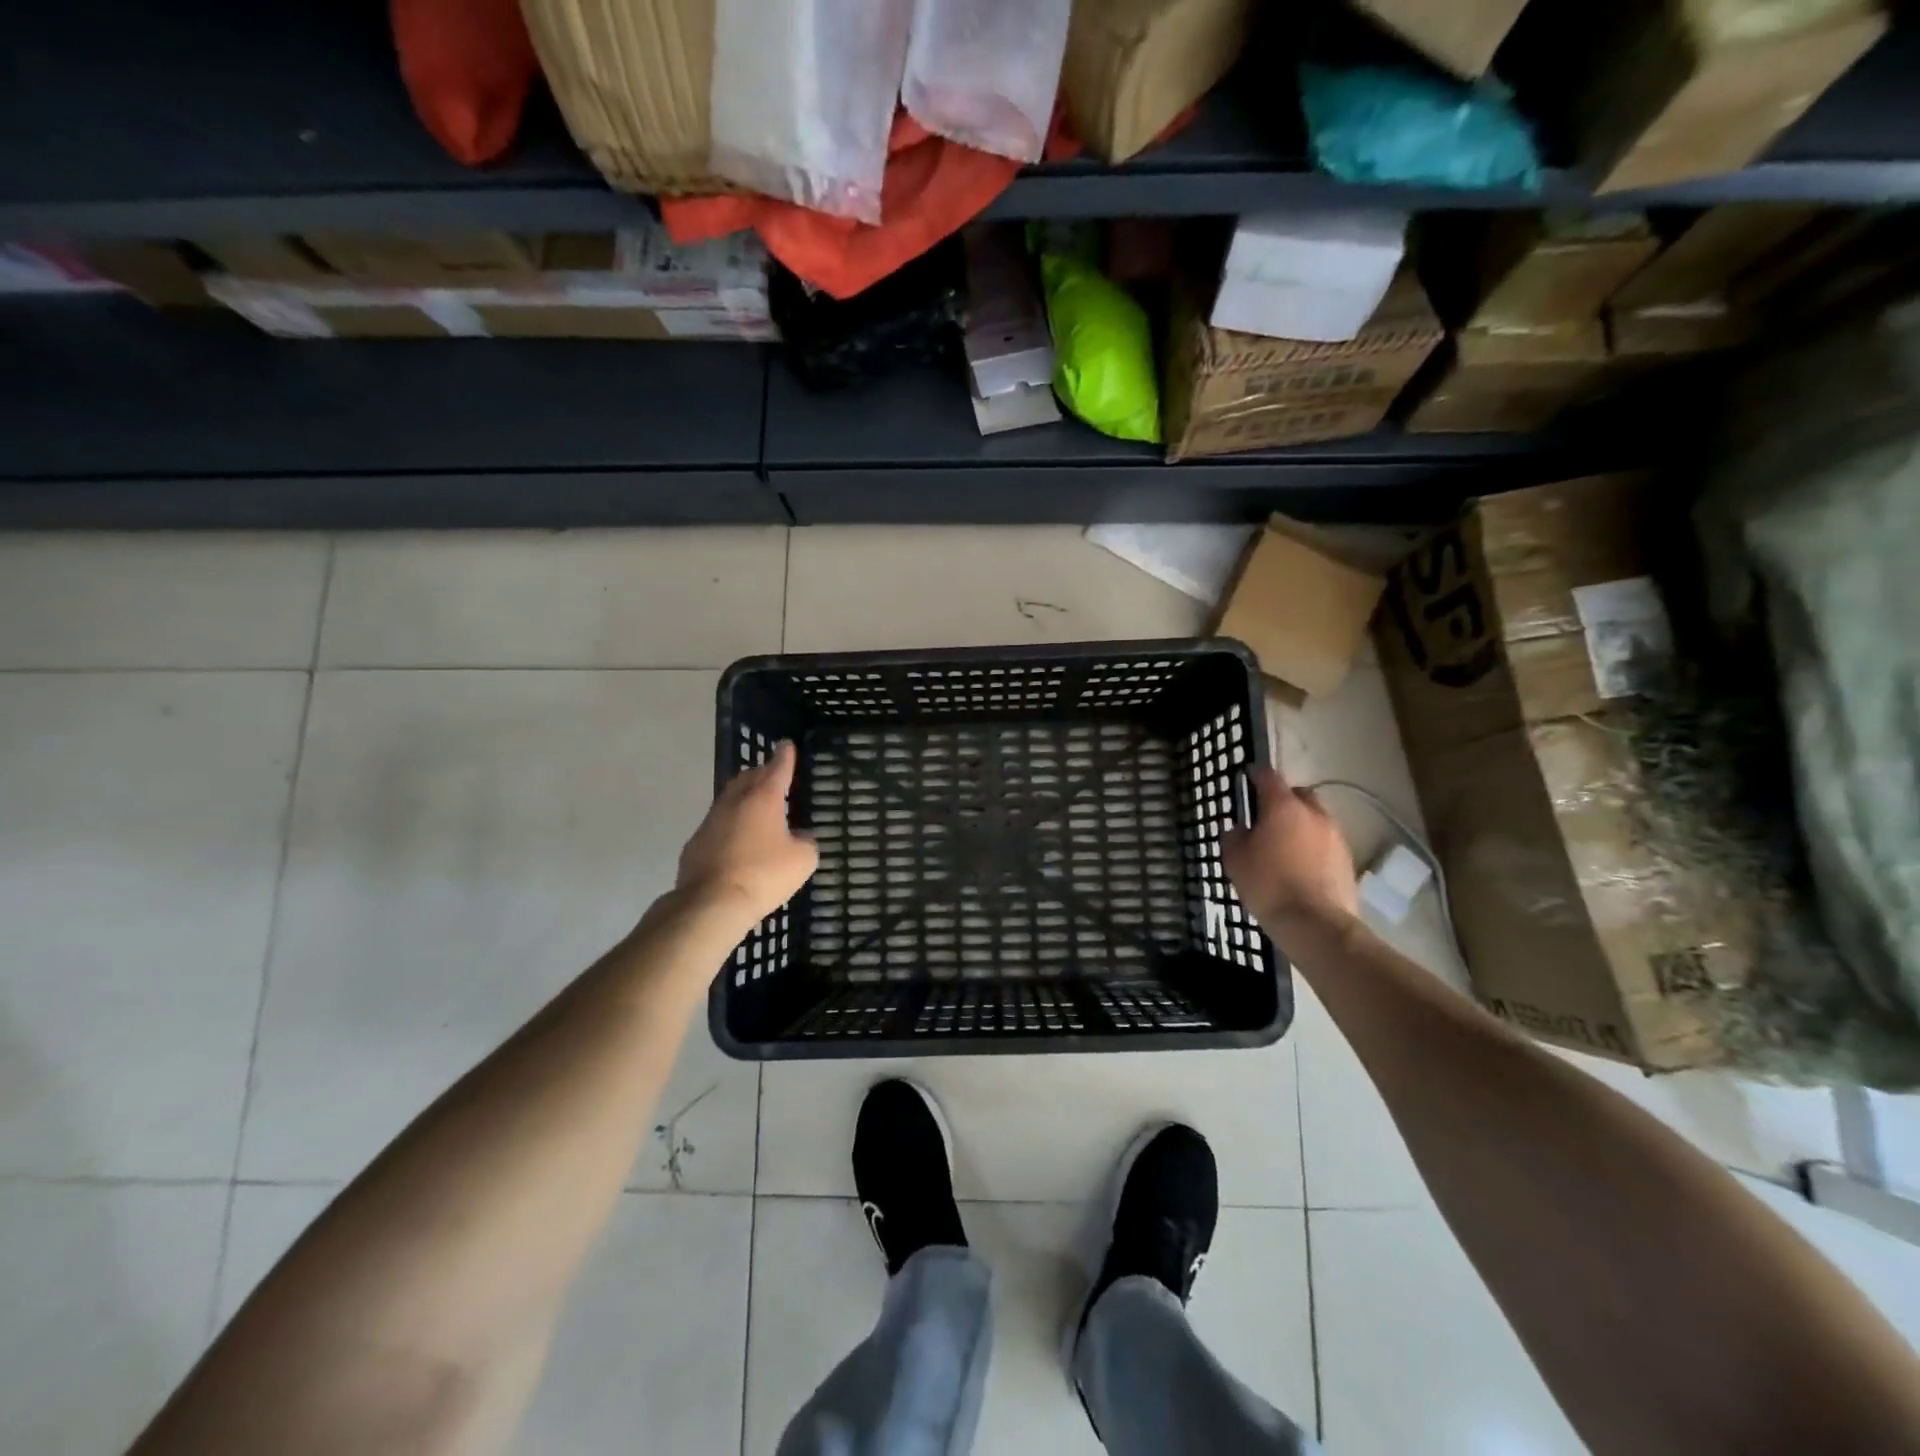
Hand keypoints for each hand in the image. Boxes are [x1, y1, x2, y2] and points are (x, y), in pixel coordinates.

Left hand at [676, 741, 817, 925]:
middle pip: (749, 777)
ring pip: (729, 798)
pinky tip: (737, 839)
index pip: (777, 767)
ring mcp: (711, 821)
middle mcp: (735, 802)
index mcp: (764, 798)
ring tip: (756, 805)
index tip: (787, 745)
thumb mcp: (802, 860)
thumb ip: (806, 843)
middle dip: (761, 773)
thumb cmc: (764, 875)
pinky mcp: (696, 843)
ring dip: (744, 797)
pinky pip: (717, 824)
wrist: (712, 903)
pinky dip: (730, 824)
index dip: (785, 756)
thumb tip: (801, 837)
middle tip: (773, 776)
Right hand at [1221, 766, 1358, 929]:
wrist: (1315, 924)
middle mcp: (1313, 814)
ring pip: (1315, 819)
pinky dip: (1313, 847)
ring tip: (1285, 846)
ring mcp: (1335, 836)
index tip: (1247, 777)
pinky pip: (1325, 843)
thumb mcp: (1235, 861)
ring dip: (1301, 825)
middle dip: (1284, 800)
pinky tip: (1301, 867)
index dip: (1256, 774)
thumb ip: (1234, 837)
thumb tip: (1239, 829)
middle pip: (1299, 794)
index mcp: (1283, 807)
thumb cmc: (1268, 885)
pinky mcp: (1347, 860)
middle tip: (1267, 817)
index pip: (1269, 777)